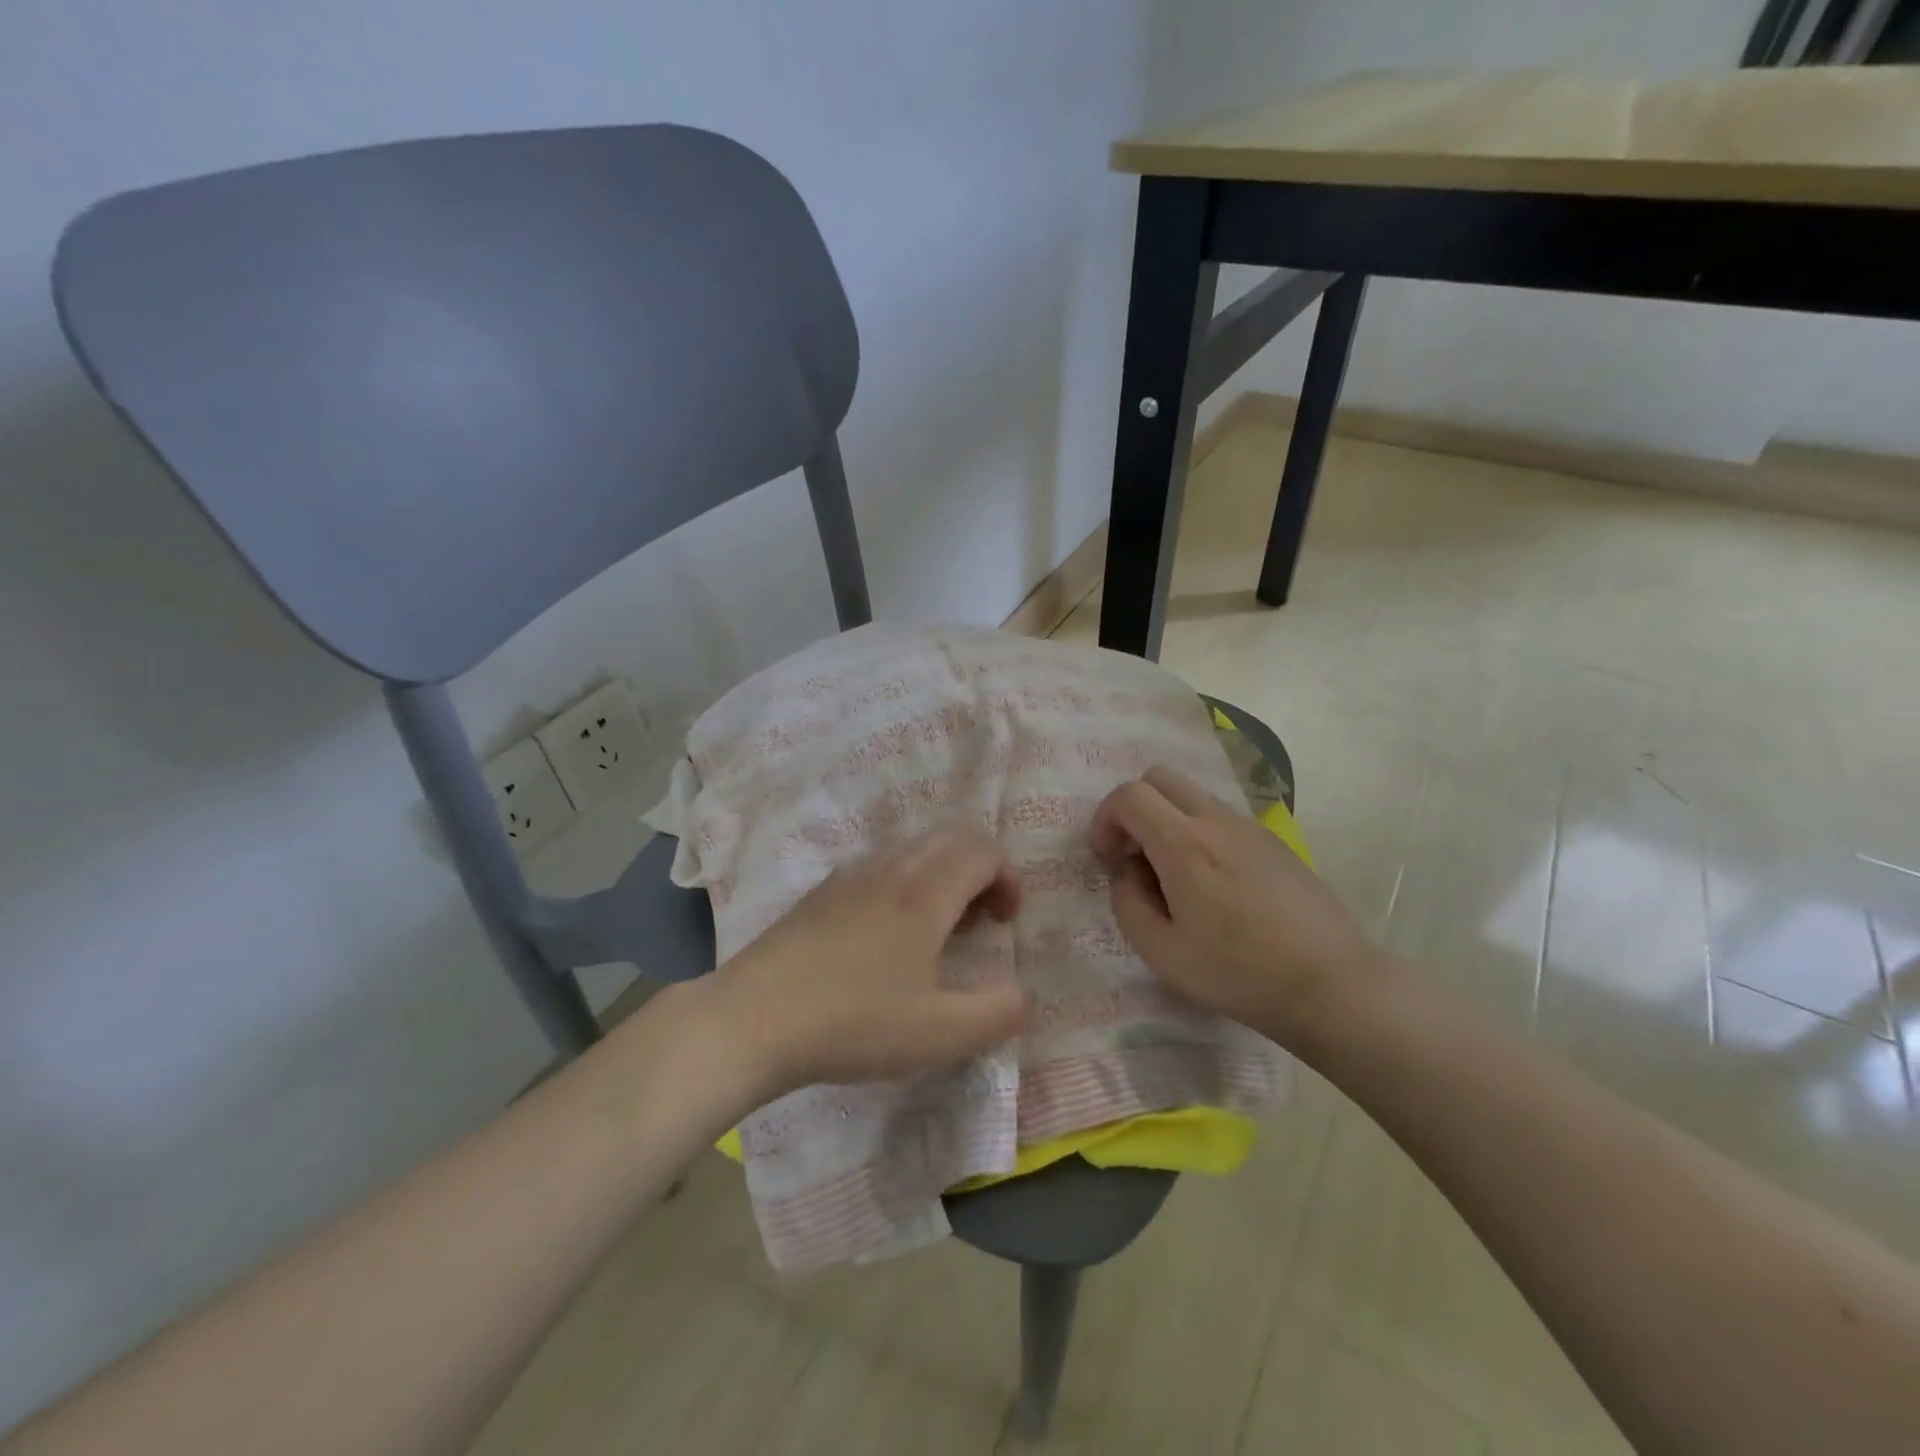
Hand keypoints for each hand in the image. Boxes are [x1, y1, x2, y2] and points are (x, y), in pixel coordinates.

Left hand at [702, 824, 1028, 1094]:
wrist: (752, 1020)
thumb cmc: (854, 1024)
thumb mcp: (941, 1035)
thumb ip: (998, 1013)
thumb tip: (1018, 992)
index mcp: (925, 893)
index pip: (983, 849)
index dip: (1008, 877)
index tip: (1005, 922)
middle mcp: (890, 870)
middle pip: (950, 838)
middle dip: (979, 869)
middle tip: (979, 921)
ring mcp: (848, 876)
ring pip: (911, 849)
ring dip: (940, 874)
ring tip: (935, 930)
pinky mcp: (819, 893)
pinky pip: (877, 867)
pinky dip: (902, 882)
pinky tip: (883, 935)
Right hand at [1089, 766, 1382, 1049]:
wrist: (1331, 984)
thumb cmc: (1238, 972)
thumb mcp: (1161, 952)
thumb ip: (1128, 903)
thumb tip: (1128, 873)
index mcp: (1183, 843)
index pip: (1128, 795)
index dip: (1105, 819)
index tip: (1108, 858)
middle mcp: (1216, 821)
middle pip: (1160, 777)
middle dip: (1134, 808)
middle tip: (1135, 855)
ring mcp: (1250, 827)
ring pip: (1193, 796)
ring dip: (1169, 820)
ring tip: (1176, 876)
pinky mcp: (1275, 842)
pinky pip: (1222, 818)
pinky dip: (1201, 833)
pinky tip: (1216, 886)